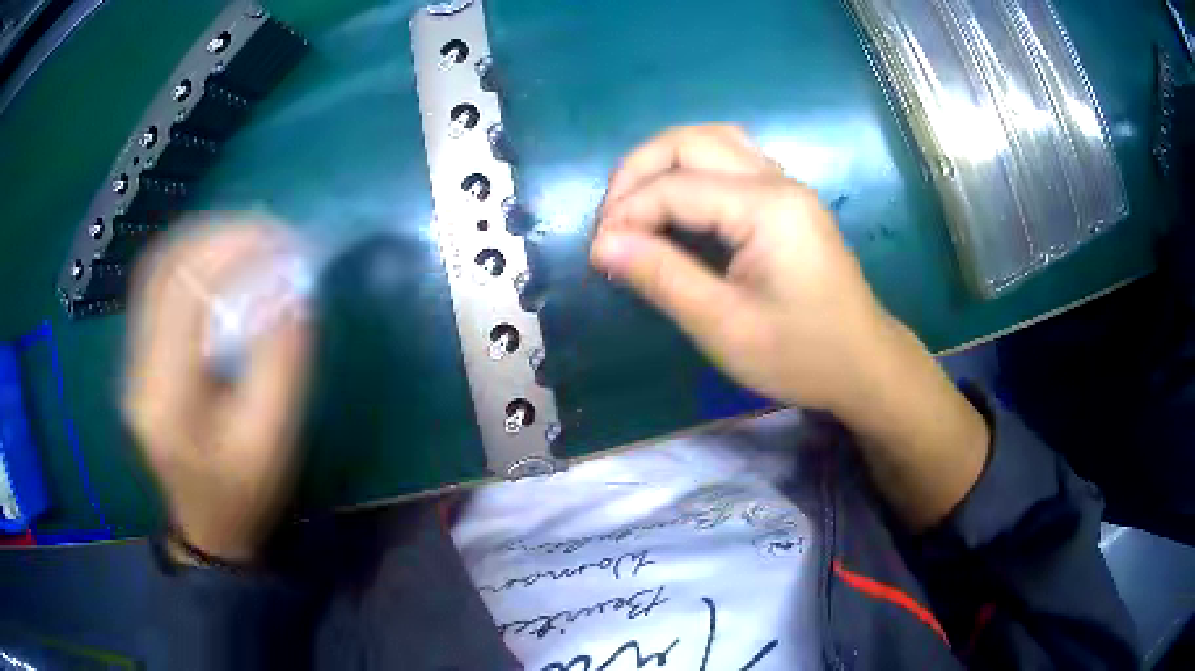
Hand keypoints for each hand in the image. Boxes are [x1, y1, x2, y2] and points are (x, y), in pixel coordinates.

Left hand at [124, 220, 312, 561]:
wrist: (208, 525)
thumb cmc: (245, 491)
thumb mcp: (273, 435)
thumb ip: (280, 357)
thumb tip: (291, 283)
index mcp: (167, 398)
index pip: (185, 290)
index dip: (232, 247)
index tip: (282, 237)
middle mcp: (139, 369)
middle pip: (165, 268)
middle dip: (219, 234)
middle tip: (272, 229)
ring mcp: (133, 360)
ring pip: (156, 269)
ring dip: (204, 240)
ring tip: (251, 235)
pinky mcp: (139, 355)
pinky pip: (157, 286)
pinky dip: (191, 259)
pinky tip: (221, 259)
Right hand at [591, 124, 888, 415]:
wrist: (864, 364)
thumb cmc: (802, 355)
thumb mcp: (726, 327)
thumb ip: (663, 277)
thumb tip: (603, 245)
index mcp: (767, 208)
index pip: (676, 187)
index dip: (626, 214)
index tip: (597, 256)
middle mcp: (777, 181)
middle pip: (691, 141)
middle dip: (638, 171)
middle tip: (611, 220)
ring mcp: (785, 186)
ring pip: (713, 140)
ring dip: (664, 162)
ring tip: (635, 204)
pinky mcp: (786, 200)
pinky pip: (730, 160)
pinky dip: (691, 170)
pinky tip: (676, 204)